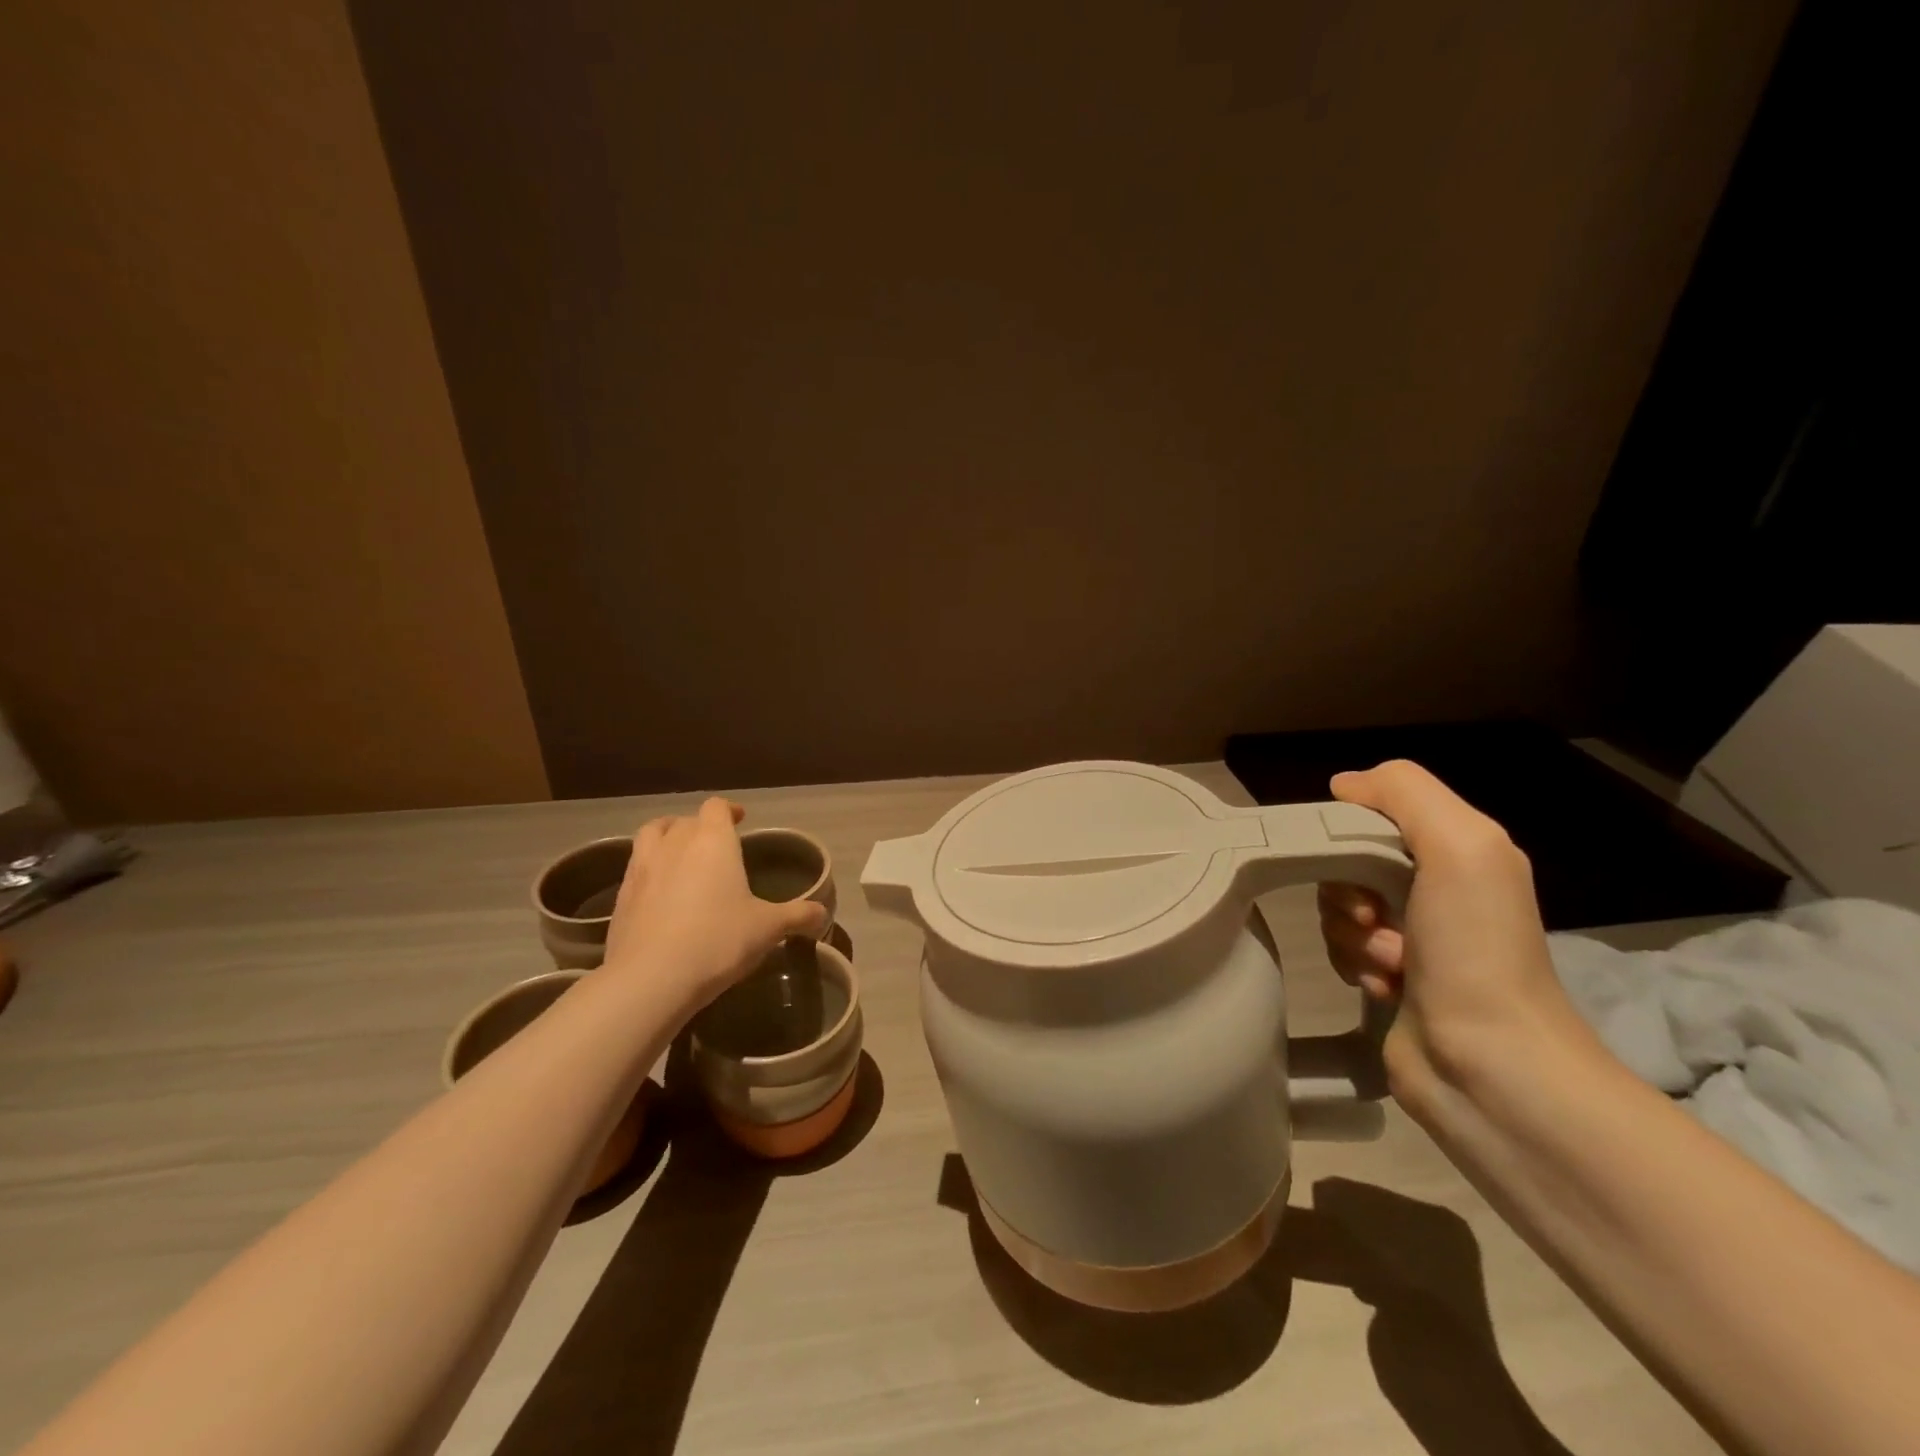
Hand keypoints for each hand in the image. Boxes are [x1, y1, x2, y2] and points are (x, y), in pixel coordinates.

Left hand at [601, 798, 827, 1006]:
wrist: (652, 978)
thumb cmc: (719, 940)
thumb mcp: (768, 929)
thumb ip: (798, 916)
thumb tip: (823, 914)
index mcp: (713, 841)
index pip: (717, 807)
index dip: (729, 810)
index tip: (740, 820)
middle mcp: (674, 844)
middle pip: (684, 820)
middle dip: (700, 827)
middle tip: (715, 847)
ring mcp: (641, 868)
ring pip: (650, 835)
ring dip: (667, 838)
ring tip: (680, 857)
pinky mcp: (620, 897)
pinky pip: (635, 869)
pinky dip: (649, 871)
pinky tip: (661, 895)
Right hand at [1316, 760, 1596, 1113]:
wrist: (1490, 1067)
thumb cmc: (1476, 949)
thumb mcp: (1460, 846)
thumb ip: (1404, 793)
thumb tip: (1343, 785)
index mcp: (1461, 850)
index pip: (1377, 813)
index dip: (1351, 831)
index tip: (1351, 861)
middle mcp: (1439, 888)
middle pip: (1350, 861)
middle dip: (1347, 890)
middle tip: (1373, 918)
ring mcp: (1415, 936)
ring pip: (1340, 907)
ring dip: (1352, 934)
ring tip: (1391, 965)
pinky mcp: (1392, 977)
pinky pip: (1343, 948)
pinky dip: (1354, 964)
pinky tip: (1385, 987)